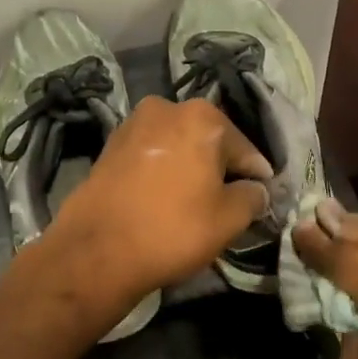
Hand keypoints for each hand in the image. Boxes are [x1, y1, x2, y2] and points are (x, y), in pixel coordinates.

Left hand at [45, 96, 272, 313]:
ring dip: (189, 169)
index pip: (245, 149)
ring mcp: (133, 125)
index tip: (261, 200)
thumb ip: (253, 197)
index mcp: (202, 116)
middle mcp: (167, 108)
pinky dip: (163, 174)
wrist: (96, 250)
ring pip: (177, 147)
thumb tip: (255, 190)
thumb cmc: (173, 229)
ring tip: (194, 204)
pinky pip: (151, 157)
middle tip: (228, 204)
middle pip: (209, 142)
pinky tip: (164, 201)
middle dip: (220, 169)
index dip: (257, 178)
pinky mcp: (109, 147)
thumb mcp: (229, 219)